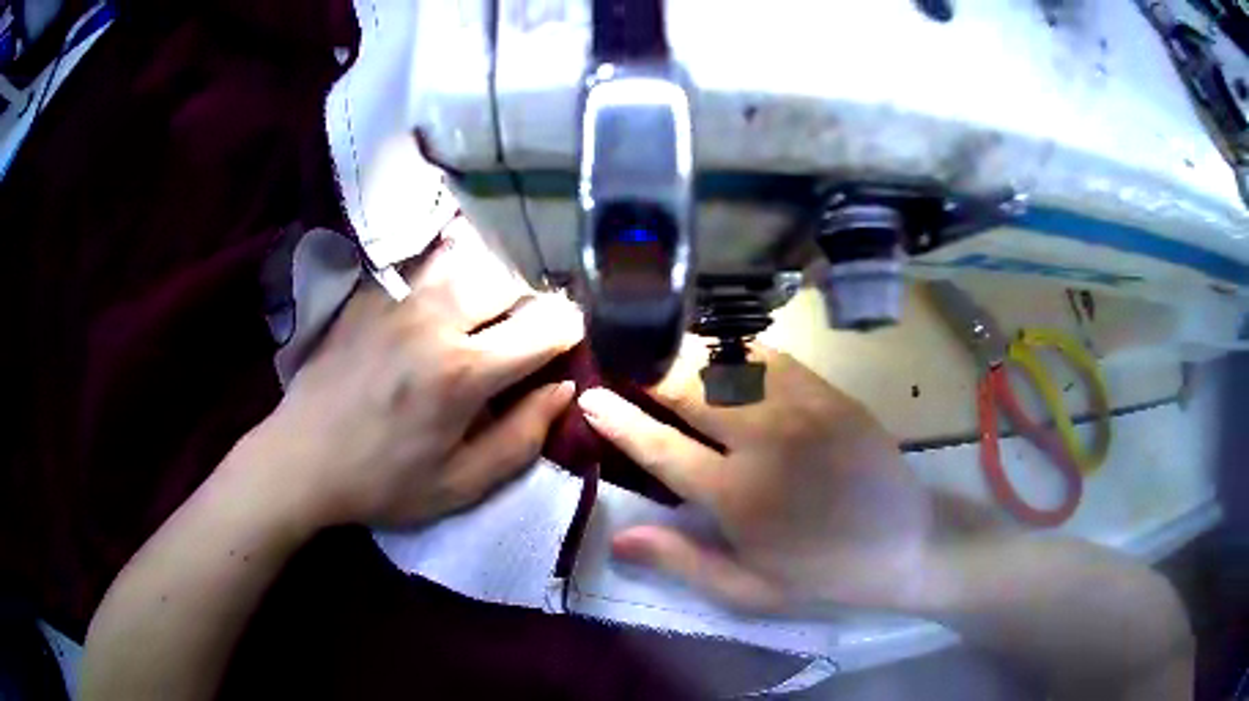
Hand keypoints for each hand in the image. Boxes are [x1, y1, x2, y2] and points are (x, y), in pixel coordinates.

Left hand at [241, 220, 582, 529]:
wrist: (302, 457)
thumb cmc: (383, 481)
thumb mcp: (461, 485)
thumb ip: (522, 438)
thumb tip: (563, 389)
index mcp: (463, 372)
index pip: (544, 327)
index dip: (568, 332)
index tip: (566, 345)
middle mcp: (435, 319)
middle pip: (510, 282)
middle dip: (530, 305)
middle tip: (522, 335)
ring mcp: (398, 297)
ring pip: (470, 260)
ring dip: (490, 283)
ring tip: (484, 314)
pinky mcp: (370, 291)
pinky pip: (426, 262)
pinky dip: (449, 271)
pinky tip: (442, 298)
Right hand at [578, 340, 934, 611]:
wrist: (906, 543)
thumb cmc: (822, 575)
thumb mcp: (748, 590)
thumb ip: (681, 562)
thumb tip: (618, 537)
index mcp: (740, 496)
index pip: (661, 447)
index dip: (620, 419)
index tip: (591, 393)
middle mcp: (766, 441)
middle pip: (691, 387)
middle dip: (651, 369)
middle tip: (627, 361)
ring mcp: (803, 408)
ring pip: (729, 363)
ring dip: (692, 357)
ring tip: (668, 358)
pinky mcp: (830, 393)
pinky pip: (771, 359)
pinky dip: (738, 356)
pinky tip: (726, 363)